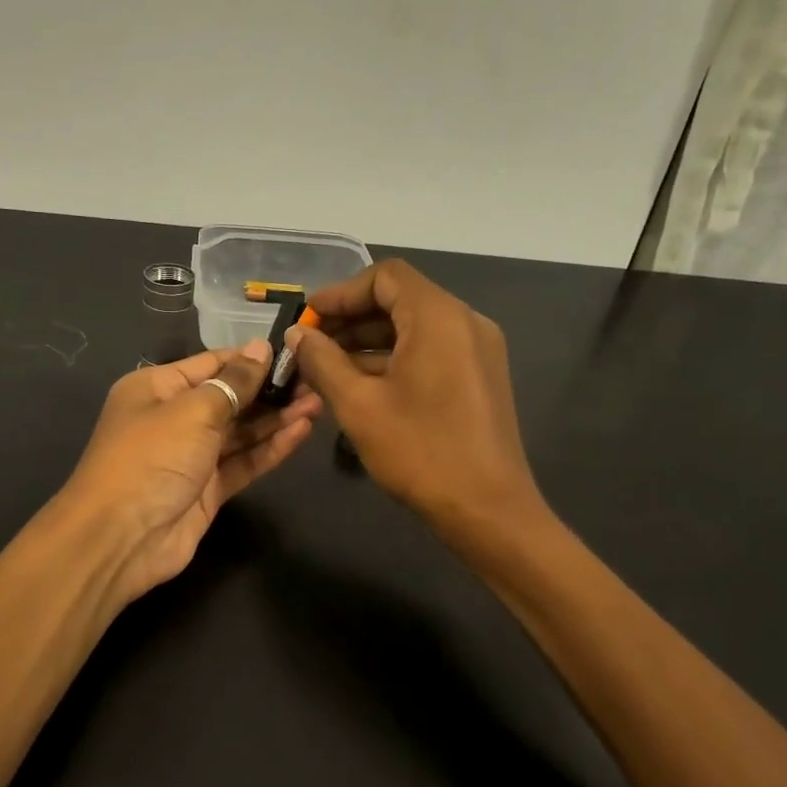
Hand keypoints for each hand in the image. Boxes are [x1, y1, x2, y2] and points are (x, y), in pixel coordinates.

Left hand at [61, 340, 320, 606]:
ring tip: (318, 403)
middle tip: (316, 380)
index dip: (251, 358)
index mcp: (156, 388)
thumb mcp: (193, 410)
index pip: (211, 363)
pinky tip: (301, 432)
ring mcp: (191, 456)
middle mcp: (173, 418)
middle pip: (229, 398)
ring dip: (276, 418)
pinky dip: (270, 448)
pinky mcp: (208, 490)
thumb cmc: (151, 458)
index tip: (293, 353)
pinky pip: (243, 462)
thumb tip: (261, 348)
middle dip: (270, 390)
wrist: (121, 539)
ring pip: (240, 432)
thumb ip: (233, 382)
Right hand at [291, 260, 543, 544]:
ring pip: (414, 328)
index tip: (308, 320)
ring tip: (326, 369)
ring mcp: (477, 351)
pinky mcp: (479, 377)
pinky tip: (361, 386)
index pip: (385, 277)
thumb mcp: (359, 405)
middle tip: (310, 346)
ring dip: (369, 342)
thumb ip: (322, 361)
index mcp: (439, 317)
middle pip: (400, 300)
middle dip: (351, 319)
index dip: (341, 293)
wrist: (488, 510)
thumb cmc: (420, 452)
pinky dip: (394, 359)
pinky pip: (430, 351)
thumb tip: (297, 335)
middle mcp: (465, 322)